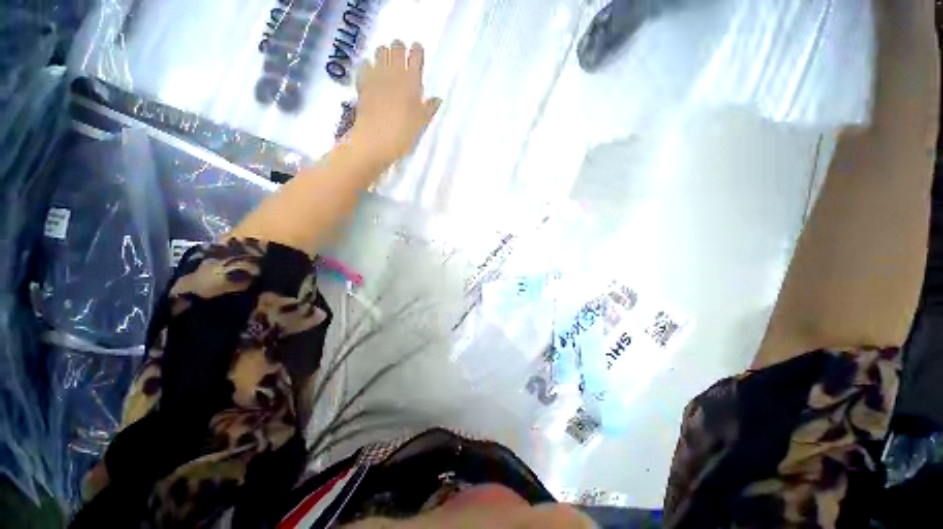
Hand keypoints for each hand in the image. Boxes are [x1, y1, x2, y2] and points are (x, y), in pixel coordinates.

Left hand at [349, 41, 441, 165]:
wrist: (375, 141)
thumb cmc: (403, 135)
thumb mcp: (421, 124)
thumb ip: (429, 109)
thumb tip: (437, 99)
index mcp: (412, 82)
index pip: (416, 56)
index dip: (417, 51)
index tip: (418, 51)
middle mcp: (394, 73)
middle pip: (396, 48)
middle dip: (400, 48)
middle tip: (403, 57)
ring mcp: (376, 76)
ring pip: (380, 51)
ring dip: (385, 54)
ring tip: (388, 63)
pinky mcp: (362, 83)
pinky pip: (364, 64)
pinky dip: (369, 65)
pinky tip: (372, 73)